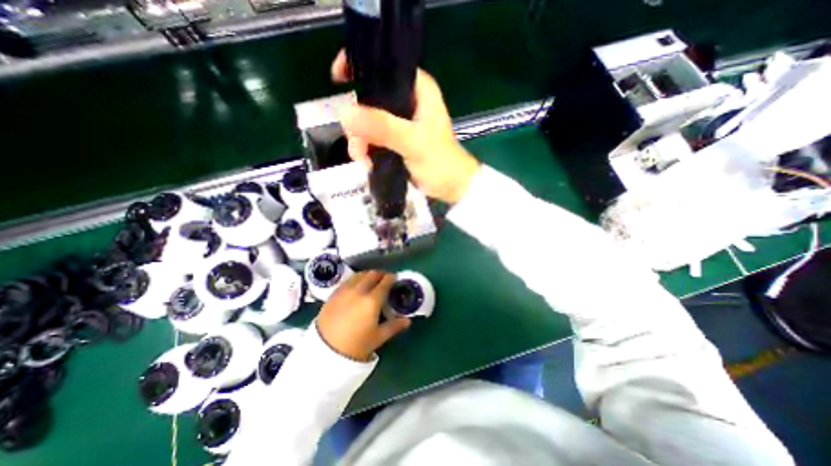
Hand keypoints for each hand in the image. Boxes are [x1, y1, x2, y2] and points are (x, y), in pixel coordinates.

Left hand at [317, 272, 408, 362]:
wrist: (324, 352)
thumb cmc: (356, 346)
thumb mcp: (378, 337)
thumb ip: (394, 326)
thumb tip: (408, 321)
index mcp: (372, 300)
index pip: (385, 282)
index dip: (391, 277)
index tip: (395, 278)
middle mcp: (359, 291)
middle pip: (372, 274)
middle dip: (380, 274)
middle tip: (384, 279)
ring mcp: (345, 291)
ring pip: (359, 275)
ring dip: (367, 275)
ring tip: (370, 281)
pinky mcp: (334, 294)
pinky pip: (348, 281)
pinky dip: (355, 280)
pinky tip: (356, 287)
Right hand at [332, 49, 480, 204]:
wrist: (450, 186)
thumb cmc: (440, 162)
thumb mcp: (412, 142)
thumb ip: (383, 127)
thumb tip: (346, 114)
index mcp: (418, 90)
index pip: (386, 66)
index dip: (361, 67)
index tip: (339, 79)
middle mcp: (408, 101)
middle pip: (372, 97)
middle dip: (358, 119)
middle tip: (356, 142)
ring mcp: (401, 122)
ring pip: (370, 120)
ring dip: (360, 139)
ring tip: (361, 158)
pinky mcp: (397, 140)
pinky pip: (374, 137)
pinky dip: (367, 148)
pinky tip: (366, 161)